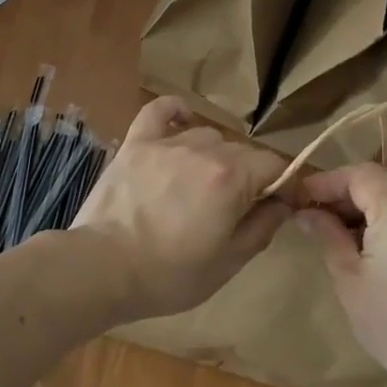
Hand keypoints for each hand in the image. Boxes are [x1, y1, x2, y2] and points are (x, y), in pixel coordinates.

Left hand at [71, 97, 292, 320]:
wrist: (102, 268)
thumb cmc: (170, 275)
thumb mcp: (229, 262)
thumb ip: (263, 226)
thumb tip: (283, 203)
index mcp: (232, 178)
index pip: (274, 165)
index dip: (283, 185)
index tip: (278, 206)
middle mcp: (204, 149)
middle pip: (242, 152)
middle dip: (249, 176)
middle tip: (235, 209)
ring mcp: (167, 142)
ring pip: (207, 136)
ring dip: (214, 157)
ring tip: (201, 186)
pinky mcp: (136, 143)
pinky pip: (159, 111)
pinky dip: (174, 112)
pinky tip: (181, 121)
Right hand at [294, 163, 386, 386]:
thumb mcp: (351, 283)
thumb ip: (328, 236)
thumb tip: (307, 212)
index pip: (362, 174)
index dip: (330, 181)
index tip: (305, 198)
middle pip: (386, 188)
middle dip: (352, 200)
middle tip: (323, 224)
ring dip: (380, 216)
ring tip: (358, 247)